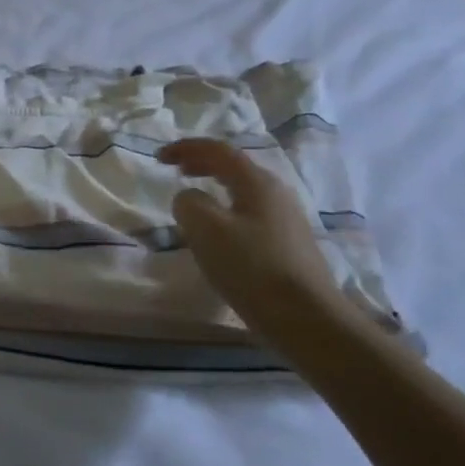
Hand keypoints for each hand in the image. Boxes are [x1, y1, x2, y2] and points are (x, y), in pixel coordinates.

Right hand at [158, 137, 352, 336]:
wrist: (305, 316)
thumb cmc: (252, 267)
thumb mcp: (206, 230)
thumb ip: (189, 204)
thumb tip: (188, 198)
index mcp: (257, 183)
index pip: (218, 151)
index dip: (186, 148)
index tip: (158, 157)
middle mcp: (276, 193)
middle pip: (235, 167)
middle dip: (202, 163)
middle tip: (176, 170)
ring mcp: (286, 220)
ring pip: (243, 191)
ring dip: (215, 188)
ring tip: (194, 201)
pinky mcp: (288, 245)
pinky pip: (250, 214)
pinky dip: (227, 210)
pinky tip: (219, 234)